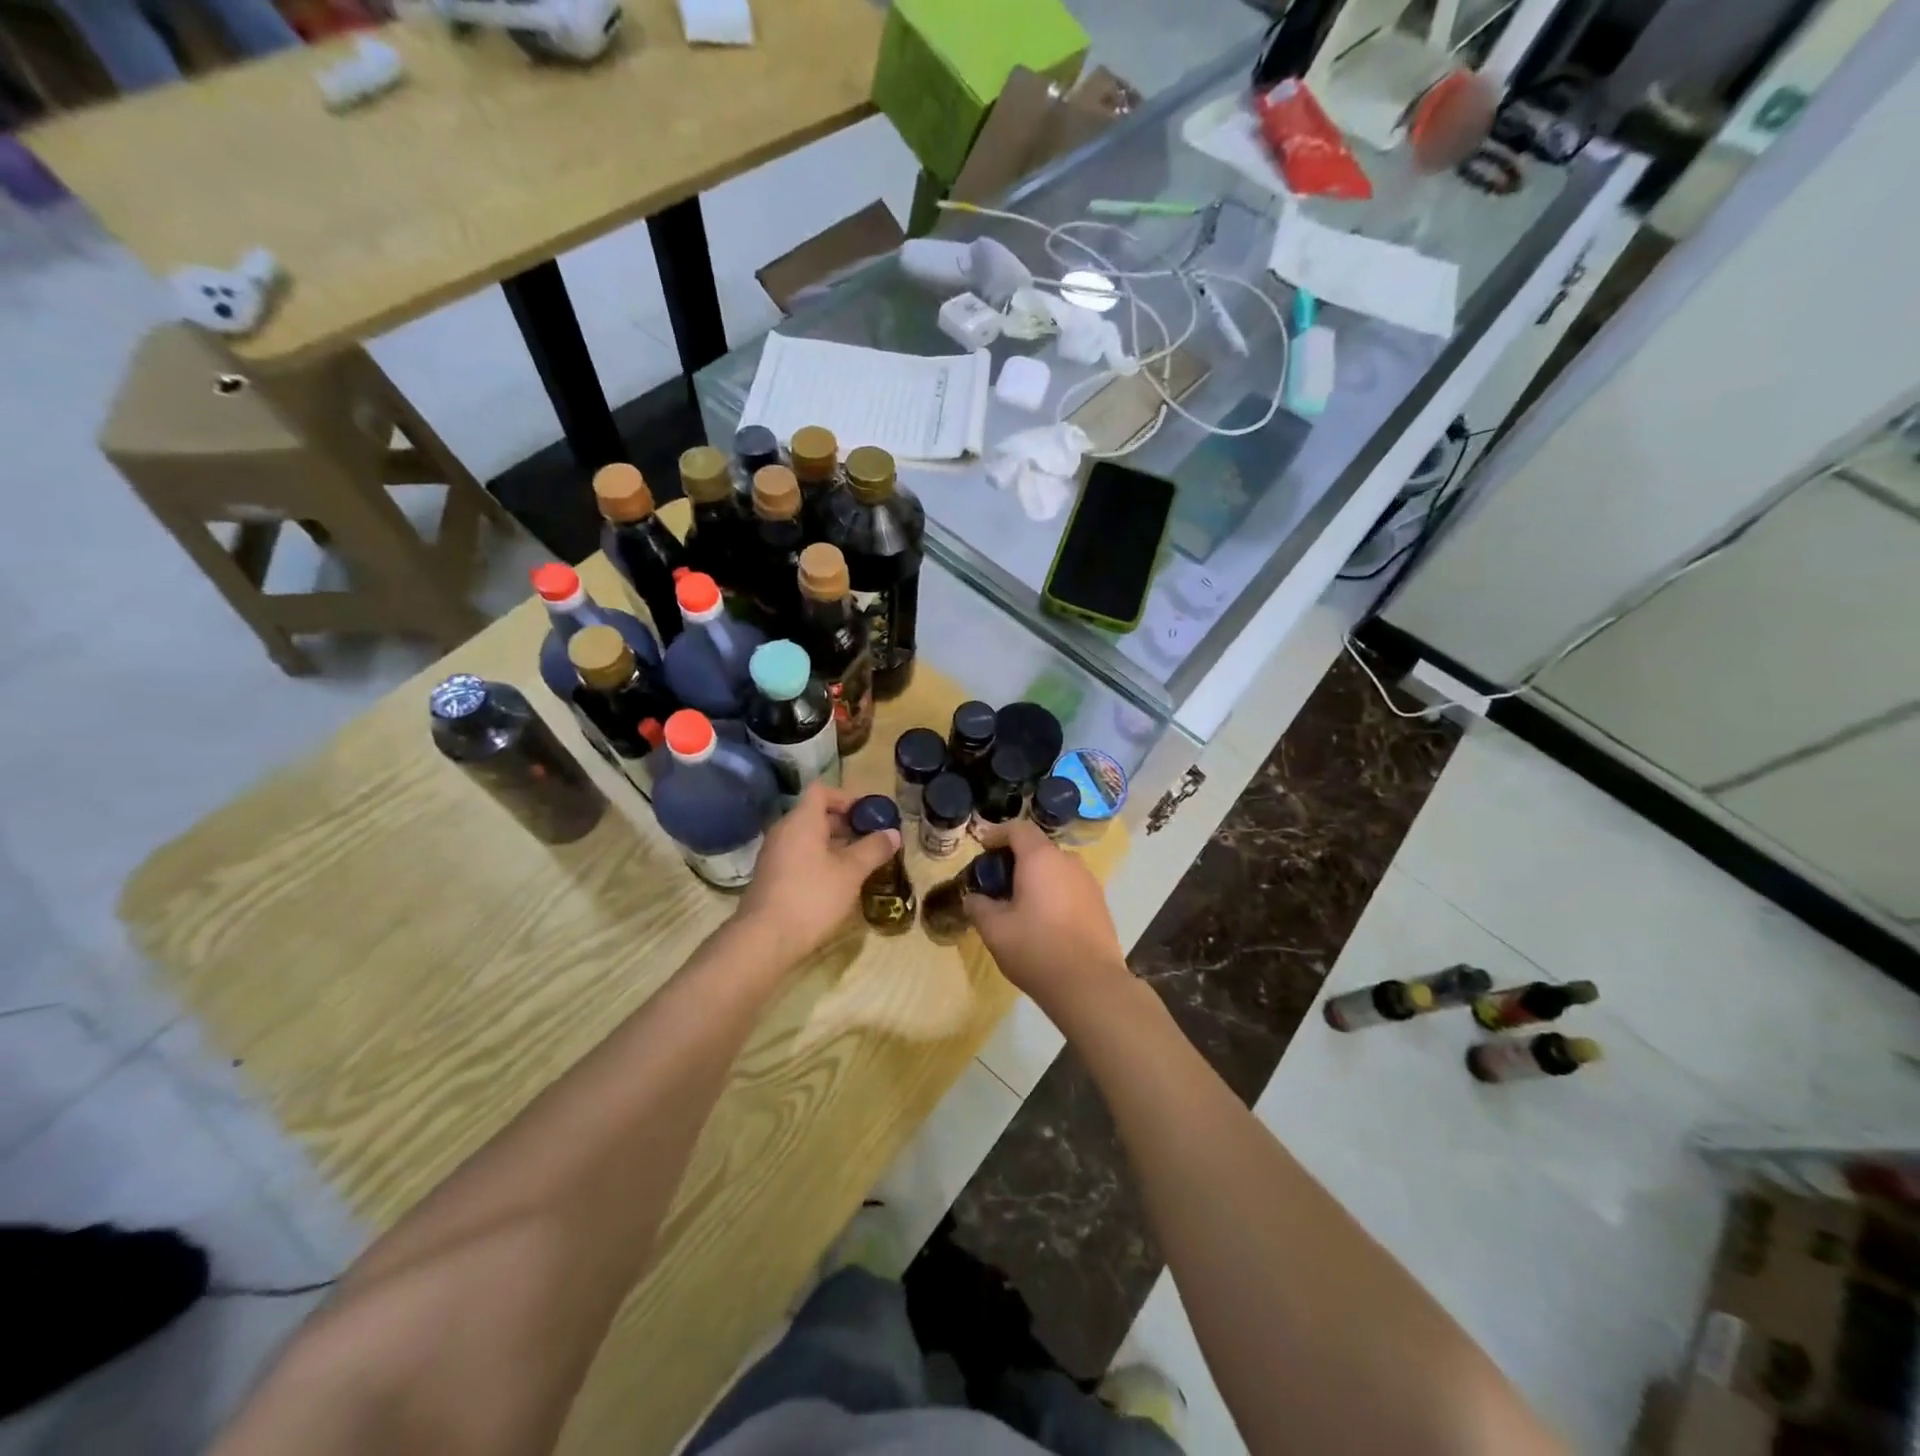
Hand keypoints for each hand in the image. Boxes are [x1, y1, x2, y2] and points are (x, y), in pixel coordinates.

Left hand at [736, 783, 899, 964]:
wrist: (765, 939)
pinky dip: (820, 860)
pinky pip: (799, 856)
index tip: (868, 814)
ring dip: (834, 844)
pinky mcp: (772, 877)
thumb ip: (874, 849)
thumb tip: (893, 833)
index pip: (822, 791)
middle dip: (846, 824)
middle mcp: (784, 831)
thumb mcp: (851, 872)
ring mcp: (774, 854)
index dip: (847, 797)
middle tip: (871, 839)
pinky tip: (838, 881)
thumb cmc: (812, 896)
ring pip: (808, 838)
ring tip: (860, 861)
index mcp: (801, 821)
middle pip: (816, 814)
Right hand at [965, 821, 1129, 1014]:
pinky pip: (1071, 887)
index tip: (982, 847)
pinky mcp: (1101, 904)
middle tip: (997, 882)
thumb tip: (972, 898)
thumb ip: (979, 907)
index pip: (1018, 829)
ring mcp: (1090, 882)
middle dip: (1016, 859)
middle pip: (1038, 849)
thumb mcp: (995, 930)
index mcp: (1041, 859)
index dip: (997, 833)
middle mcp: (1069, 862)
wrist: (1090, 985)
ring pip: (1057, 869)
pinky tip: (1044, 921)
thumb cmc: (1036, 949)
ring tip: (1020, 904)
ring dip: (1037, 877)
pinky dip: (1054, 893)